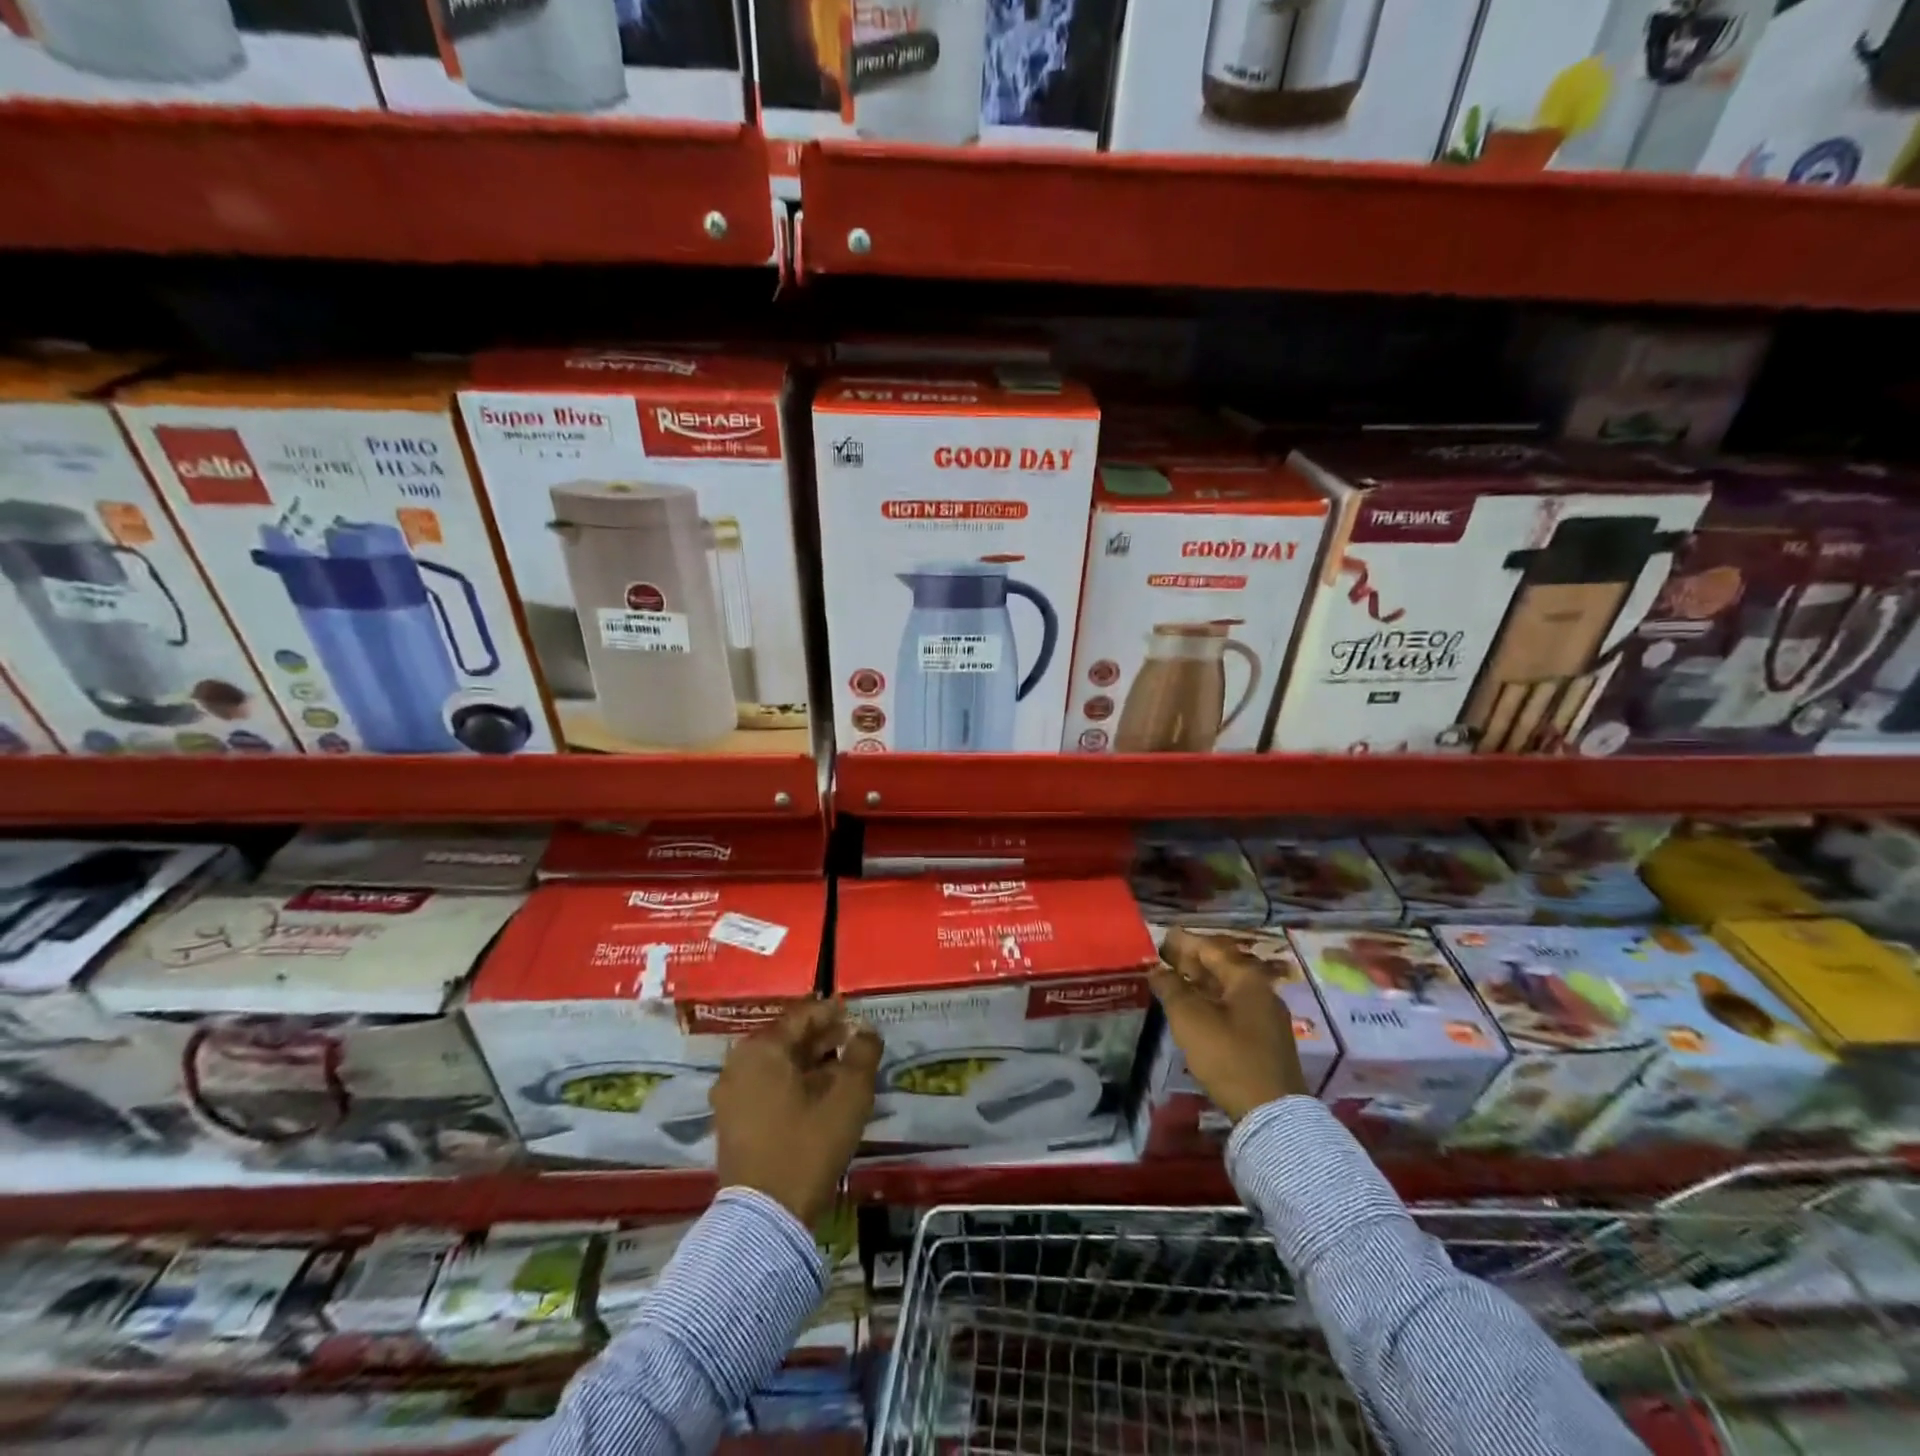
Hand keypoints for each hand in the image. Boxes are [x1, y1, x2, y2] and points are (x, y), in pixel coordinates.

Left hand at [711, 1000, 881, 1226]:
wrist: (766, 1218)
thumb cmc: (808, 1146)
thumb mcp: (848, 1097)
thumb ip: (862, 1054)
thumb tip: (866, 1030)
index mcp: (761, 1050)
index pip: (802, 1016)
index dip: (833, 1012)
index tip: (857, 1015)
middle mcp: (738, 1065)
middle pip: (787, 1040)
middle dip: (822, 1039)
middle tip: (854, 1042)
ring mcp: (730, 1096)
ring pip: (777, 1066)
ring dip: (810, 1063)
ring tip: (843, 1070)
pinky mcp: (732, 1124)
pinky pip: (767, 1088)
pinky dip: (793, 1085)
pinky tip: (819, 1097)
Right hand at [1151, 928, 1306, 1120]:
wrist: (1270, 1111)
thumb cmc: (1227, 1055)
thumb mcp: (1190, 1017)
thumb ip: (1171, 987)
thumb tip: (1156, 969)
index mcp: (1247, 978)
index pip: (1210, 948)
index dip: (1183, 942)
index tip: (1161, 937)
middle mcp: (1261, 990)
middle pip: (1221, 967)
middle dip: (1190, 961)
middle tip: (1162, 957)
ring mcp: (1266, 1016)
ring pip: (1226, 988)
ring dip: (1199, 982)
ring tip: (1172, 981)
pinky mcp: (1264, 1038)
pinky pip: (1232, 1007)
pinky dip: (1210, 1001)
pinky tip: (1193, 1008)